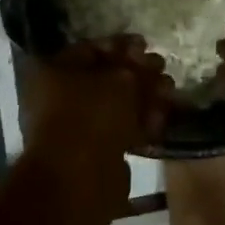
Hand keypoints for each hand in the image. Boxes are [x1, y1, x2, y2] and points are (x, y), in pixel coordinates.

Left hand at [25, 38, 174, 212]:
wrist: (80, 179)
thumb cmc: (93, 114)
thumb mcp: (120, 79)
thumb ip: (134, 66)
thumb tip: (143, 59)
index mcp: (54, 71)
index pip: (90, 48)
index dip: (121, 45)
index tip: (146, 46)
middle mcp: (58, 97)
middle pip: (105, 78)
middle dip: (137, 73)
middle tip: (162, 70)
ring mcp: (74, 127)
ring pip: (115, 105)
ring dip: (143, 98)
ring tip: (170, 94)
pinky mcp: (92, 153)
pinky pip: (119, 130)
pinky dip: (140, 123)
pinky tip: (161, 120)